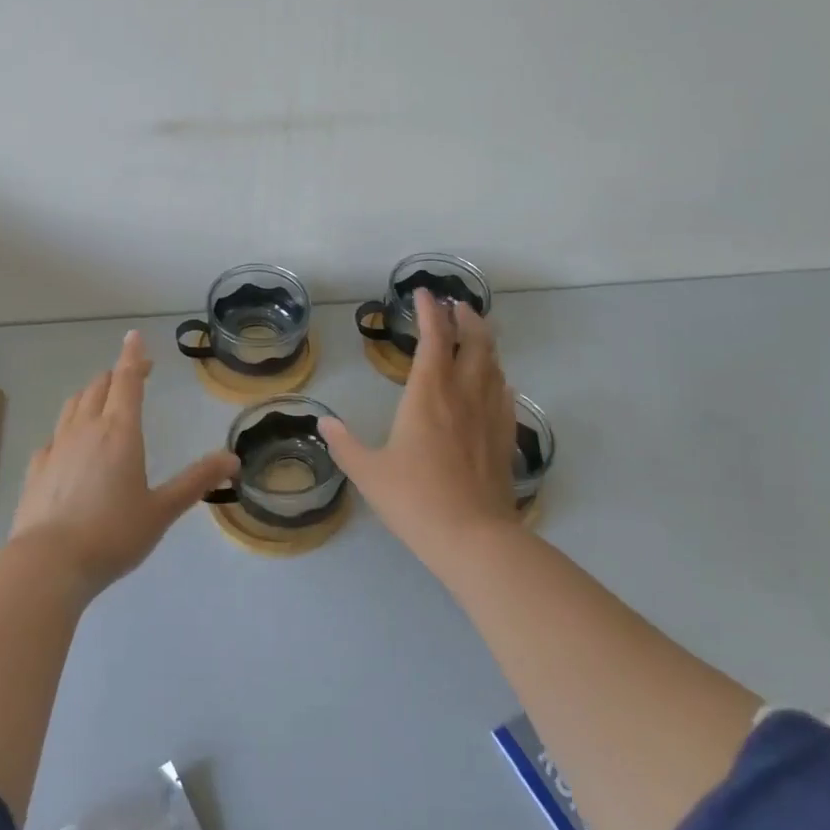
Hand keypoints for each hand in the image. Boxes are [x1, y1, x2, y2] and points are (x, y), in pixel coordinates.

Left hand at [9, 330, 237, 594]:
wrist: (47, 564)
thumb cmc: (112, 534)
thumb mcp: (162, 510)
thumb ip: (196, 481)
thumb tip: (232, 458)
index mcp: (120, 432)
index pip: (127, 380)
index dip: (133, 356)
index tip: (135, 336)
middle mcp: (86, 430)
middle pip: (99, 387)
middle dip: (117, 375)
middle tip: (134, 375)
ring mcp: (56, 447)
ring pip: (73, 405)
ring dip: (91, 394)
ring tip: (103, 399)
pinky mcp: (36, 468)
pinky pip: (55, 435)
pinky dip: (69, 427)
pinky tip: (71, 444)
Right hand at [320, 289, 520, 559]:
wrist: (473, 536)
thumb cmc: (414, 499)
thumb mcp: (368, 472)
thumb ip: (345, 444)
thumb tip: (324, 422)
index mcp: (429, 393)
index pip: (434, 337)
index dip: (430, 311)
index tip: (424, 293)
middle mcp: (464, 393)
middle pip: (475, 340)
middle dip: (466, 317)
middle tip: (457, 306)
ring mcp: (491, 413)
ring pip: (494, 362)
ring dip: (484, 341)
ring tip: (475, 334)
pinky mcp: (505, 435)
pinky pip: (505, 392)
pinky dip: (497, 375)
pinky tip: (494, 382)